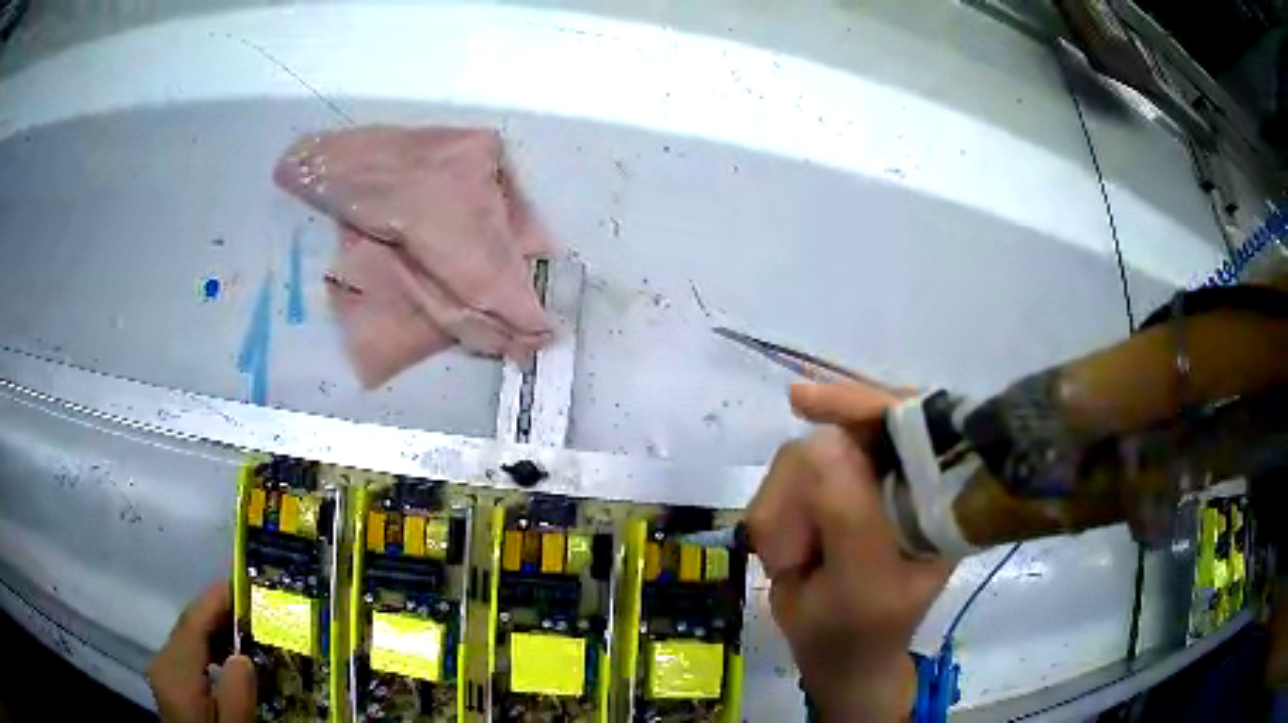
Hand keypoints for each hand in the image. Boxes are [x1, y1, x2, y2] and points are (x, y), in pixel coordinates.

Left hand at [149, 581, 256, 722]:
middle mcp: (163, 662)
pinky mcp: (170, 681)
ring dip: (218, 630)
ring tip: (252, 630)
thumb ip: (237, 697)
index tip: (246, 582)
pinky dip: (210, 647)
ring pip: (189, 637)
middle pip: (190, 626)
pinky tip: (232, 658)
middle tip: (259, 608)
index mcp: (175, 673)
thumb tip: (243, 656)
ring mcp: (164, 671)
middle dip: (221, 612)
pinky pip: (189, 652)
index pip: (193, 622)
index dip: (217, 598)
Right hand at [747, 382, 954, 721]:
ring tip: (792, 561)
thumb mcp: (860, 587)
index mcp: (937, 495)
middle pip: (844, 433)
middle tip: (787, 552)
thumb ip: (849, 519)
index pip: (910, 420)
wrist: (838, 656)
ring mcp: (867, 482)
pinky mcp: (832, 493)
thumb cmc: (858, 632)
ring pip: (806, 455)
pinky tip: (784, 551)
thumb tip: (821, 442)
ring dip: (785, 509)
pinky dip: (774, 515)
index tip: (801, 402)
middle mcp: (906, 476)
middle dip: (804, 489)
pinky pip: (785, 479)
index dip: (861, 403)